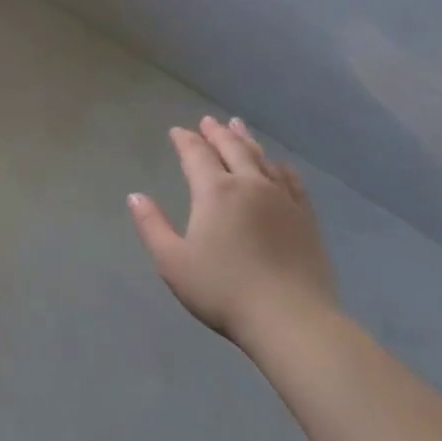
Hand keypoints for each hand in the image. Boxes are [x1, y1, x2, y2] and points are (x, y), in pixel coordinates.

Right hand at [128, 116, 338, 343]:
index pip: (197, 155)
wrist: (291, 319)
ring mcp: (282, 199)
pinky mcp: (306, 218)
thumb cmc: (223, 290)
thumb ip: (152, 226)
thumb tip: (135, 196)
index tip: (177, 131)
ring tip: (239, 127)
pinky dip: (280, 167)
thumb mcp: (173, 262)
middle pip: (232, 148)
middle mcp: (250, 185)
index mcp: (215, 192)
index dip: (185, 140)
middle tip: (208, 121)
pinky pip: (291, 181)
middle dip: (217, 133)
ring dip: (247, 141)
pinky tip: (278, 165)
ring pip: (262, 159)